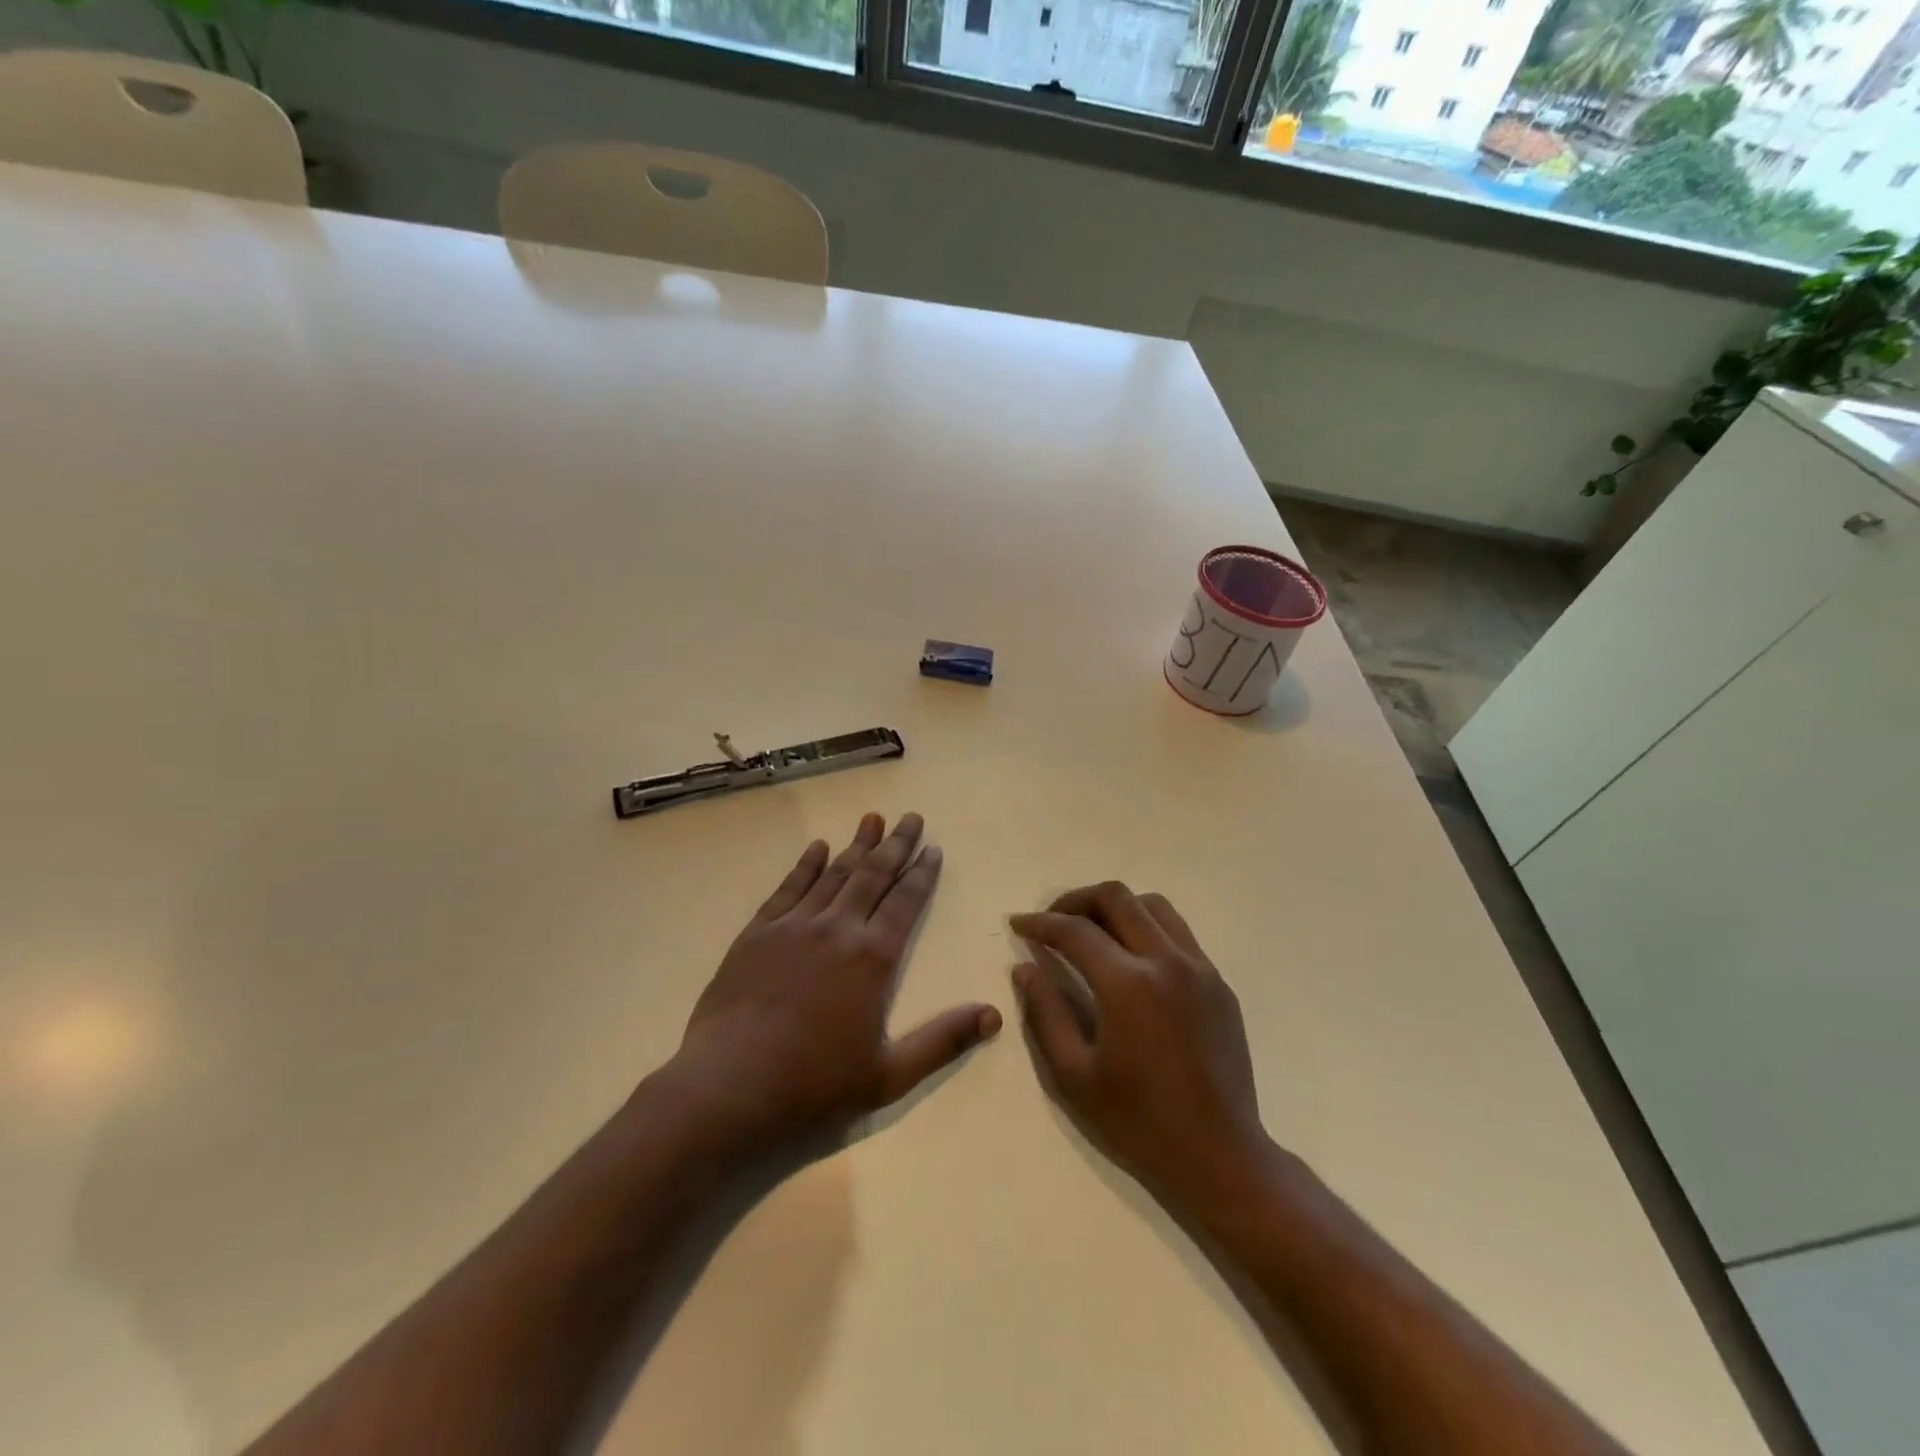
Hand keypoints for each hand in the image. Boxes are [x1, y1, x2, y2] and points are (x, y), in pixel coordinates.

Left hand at [666, 813, 1000, 1159]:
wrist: (729, 1086)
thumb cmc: (813, 1085)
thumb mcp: (889, 1076)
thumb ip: (943, 1041)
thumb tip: (994, 1016)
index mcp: (873, 958)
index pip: (905, 902)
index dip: (921, 873)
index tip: (933, 848)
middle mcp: (837, 929)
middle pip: (873, 876)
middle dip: (895, 845)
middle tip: (910, 817)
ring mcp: (794, 926)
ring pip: (833, 874)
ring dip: (856, 845)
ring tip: (872, 819)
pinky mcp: (758, 932)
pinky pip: (788, 888)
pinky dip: (806, 865)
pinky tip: (817, 848)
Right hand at [1011, 882, 1269, 1215]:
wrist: (1220, 1156)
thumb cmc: (1139, 1122)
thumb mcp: (1073, 1075)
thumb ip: (1044, 1013)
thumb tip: (1024, 968)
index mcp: (1128, 985)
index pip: (1075, 931)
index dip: (1040, 922)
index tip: (1018, 924)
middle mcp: (1167, 962)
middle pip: (1116, 897)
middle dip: (1076, 900)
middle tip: (1053, 920)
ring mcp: (1199, 968)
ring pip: (1152, 905)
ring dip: (1115, 907)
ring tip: (1092, 930)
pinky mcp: (1219, 982)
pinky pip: (1178, 932)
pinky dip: (1146, 927)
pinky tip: (1131, 958)